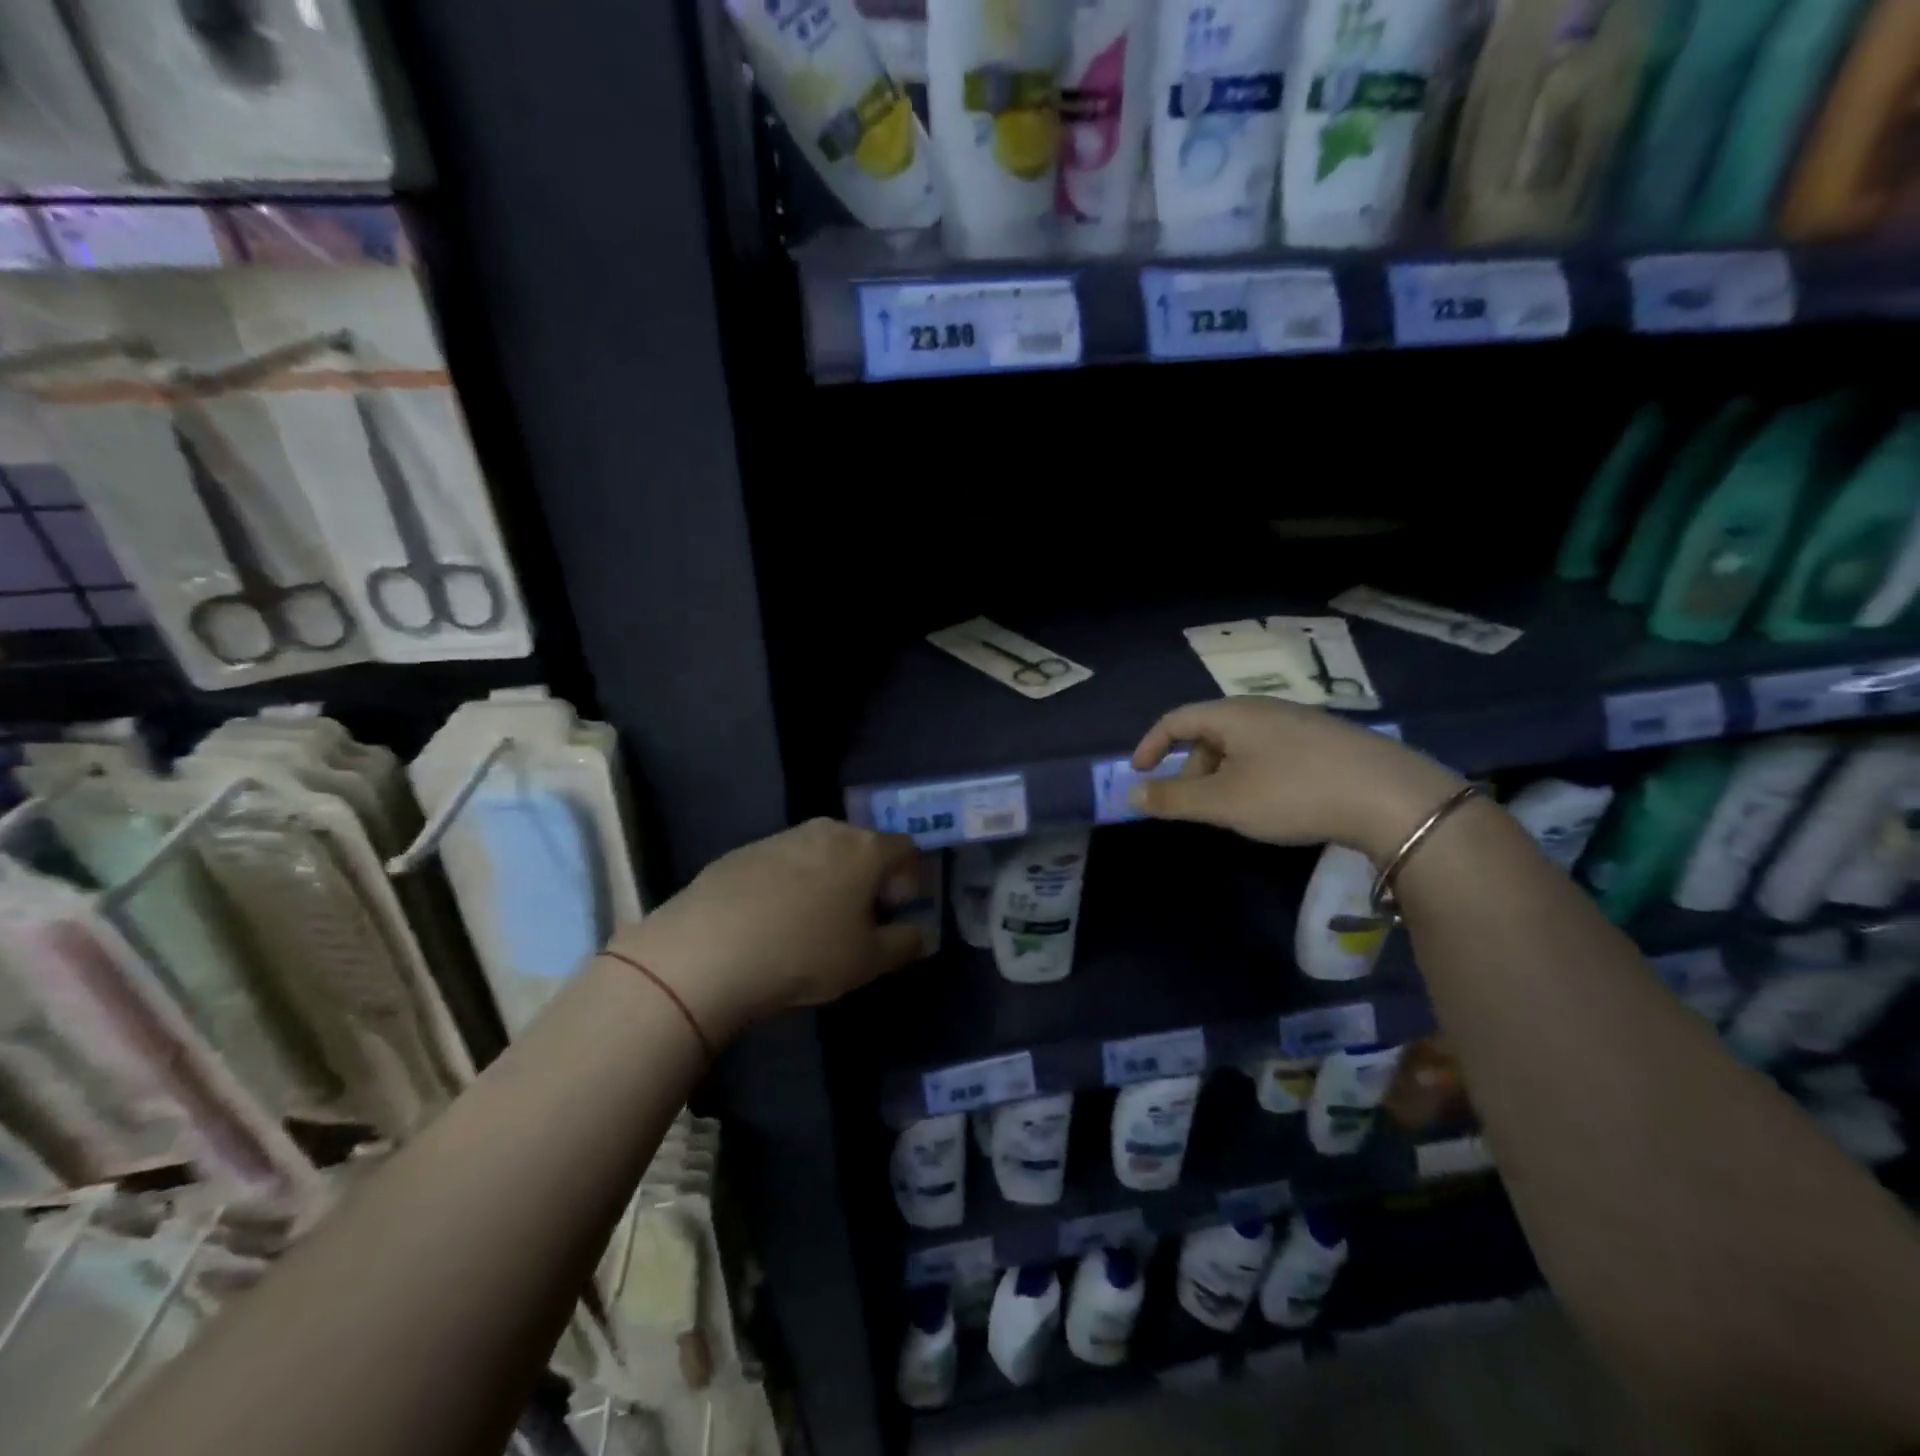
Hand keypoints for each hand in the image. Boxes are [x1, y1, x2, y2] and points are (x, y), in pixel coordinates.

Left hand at [608, 819, 929, 1041]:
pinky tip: (772, 919)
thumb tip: (921, 932)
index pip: (906, 849)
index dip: (910, 879)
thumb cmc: (805, 953)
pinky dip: (790, 882)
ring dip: (829, 877)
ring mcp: (782, 836)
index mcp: (866, 849)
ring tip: (814, 920)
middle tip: (859, 917)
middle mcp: (828, 830)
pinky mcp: (744, 850)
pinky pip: (783, 862)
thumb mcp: (868, 961)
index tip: (897, 911)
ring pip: (822, 851)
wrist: (710, 949)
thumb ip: (905, 943)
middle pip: (863, 845)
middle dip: (870, 876)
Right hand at [1129, 698, 1463, 856]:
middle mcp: (1263, 709)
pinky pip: (1271, 752)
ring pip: (1242, 745)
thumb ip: (1173, 799)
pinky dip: (1253, 775)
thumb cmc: (1292, 793)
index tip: (1138, 773)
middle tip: (1192, 806)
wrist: (1391, 796)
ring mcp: (1299, 722)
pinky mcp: (1326, 741)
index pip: (1175, 720)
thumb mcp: (1223, 802)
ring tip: (1234, 811)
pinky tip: (1274, 804)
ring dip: (1223, 775)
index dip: (1151, 745)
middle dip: (1190, 769)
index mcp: (1232, 714)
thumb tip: (1133, 793)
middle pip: (1209, 732)